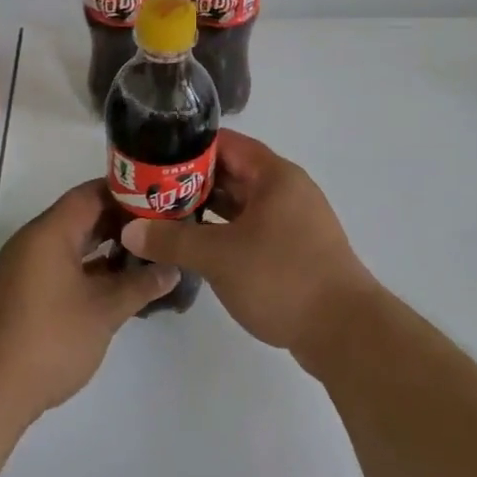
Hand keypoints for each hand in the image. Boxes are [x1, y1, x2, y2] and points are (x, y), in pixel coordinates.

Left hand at [0, 180, 177, 419]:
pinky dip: (87, 269)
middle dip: (120, 223)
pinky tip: (114, 286)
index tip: (158, 202)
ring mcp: (23, 268)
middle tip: (158, 230)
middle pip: (81, 217)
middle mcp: (33, 241)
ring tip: (143, 257)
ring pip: (71, 244)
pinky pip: (59, 266)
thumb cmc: (50, 340)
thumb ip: (140, 285)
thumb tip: (172, 268)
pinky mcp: (21, 293)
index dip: (126, 194)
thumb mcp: (104, 311)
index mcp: (50, 232)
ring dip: (104, 249)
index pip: (91, 193)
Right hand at [120, 131, 376, 362]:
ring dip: (208, 211)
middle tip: (151, 192)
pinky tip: (198, 247)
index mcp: (274, 176)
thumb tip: (131, 230)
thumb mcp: (220, 257)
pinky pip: (252, 229)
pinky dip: (226, 233)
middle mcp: (287, 190)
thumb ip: (173, 240)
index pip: (226, 144)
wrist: (345, 332)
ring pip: (242, 205)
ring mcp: (293, 221)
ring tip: (166, 219)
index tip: (155, 158)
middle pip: (233, 174)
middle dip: (192, 182)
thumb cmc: (282, 278)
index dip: (189, 147)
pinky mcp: (294, 250)